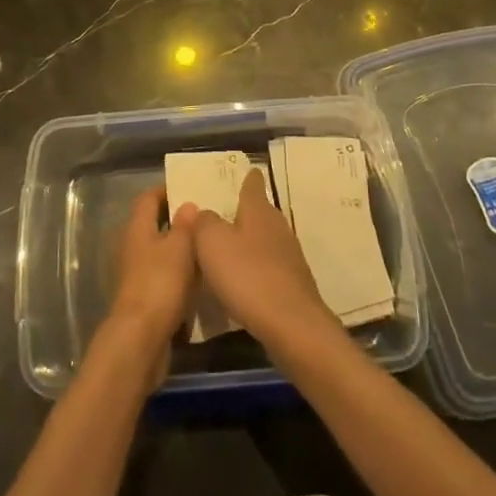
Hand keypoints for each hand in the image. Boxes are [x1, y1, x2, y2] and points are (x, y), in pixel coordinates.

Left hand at [101, 187, 197, 375]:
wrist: (141, 339)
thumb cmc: (160, 283)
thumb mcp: (180, 247)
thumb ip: (185, 224)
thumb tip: (188, 205)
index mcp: (137, 228)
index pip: (147, 198)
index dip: (165, 190)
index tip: (189, 188)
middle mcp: (132, 247)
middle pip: (152, 224)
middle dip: (176, 220)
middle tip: (205, 217)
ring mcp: (136, 274)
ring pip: (159, 251)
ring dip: (179, 248)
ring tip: (207, 246)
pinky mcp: (143, 298)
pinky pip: (163, 276)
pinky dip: (178, 273)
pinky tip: (199, 278)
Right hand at [188, 169, 339, 355]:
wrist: (291, 325)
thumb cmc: (247, 275)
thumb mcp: (212, 243)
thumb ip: (203, 222)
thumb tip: (202, 211)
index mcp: (258, 210)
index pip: (253, 184)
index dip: (248, 177)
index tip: (246, 170)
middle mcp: (277, 226)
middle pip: (260, 212)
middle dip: (244, 212)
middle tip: (222, 215)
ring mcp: (289, 256)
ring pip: (265, 240)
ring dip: (249, 243)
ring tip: (228, 250)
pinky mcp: (293, 284)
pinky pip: (269, 267)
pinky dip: (256, 269)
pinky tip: (243, 282)